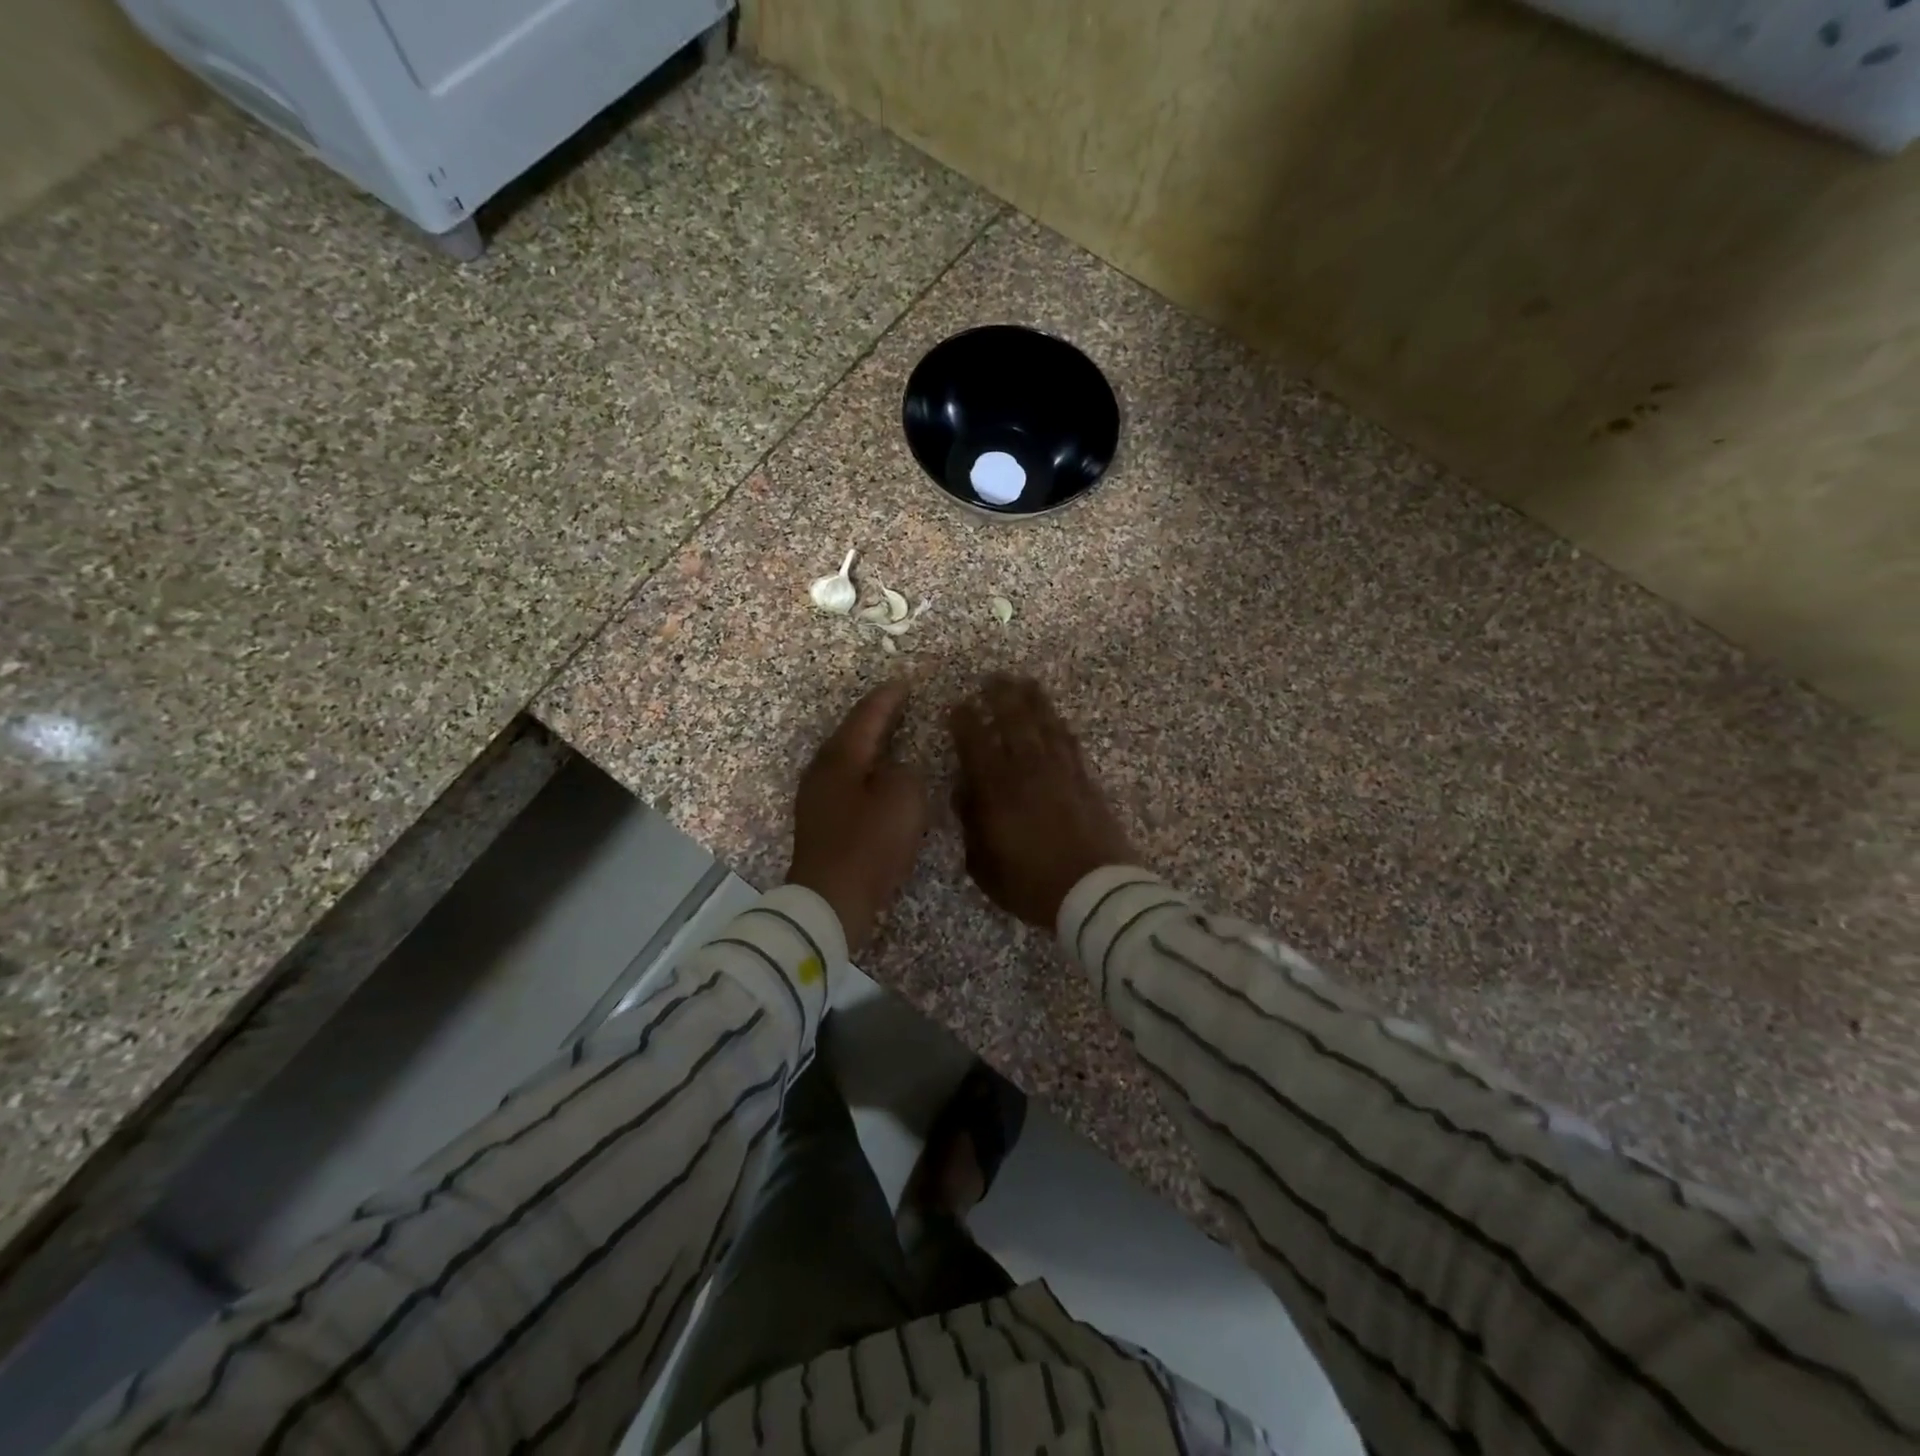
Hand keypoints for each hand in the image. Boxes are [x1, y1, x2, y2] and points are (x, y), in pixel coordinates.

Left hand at [787, 680, 929, 952]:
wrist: (830, 899)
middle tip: (898, 702)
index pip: (867, 717)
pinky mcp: (820, 822)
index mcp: (841, 758)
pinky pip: (847, 782)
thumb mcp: (903, 800)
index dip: (888, 698)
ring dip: (869, 746)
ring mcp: (816, 797)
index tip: (904, 681)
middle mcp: (822, 771)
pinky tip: (878, 780)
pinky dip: (865, 772)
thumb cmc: (869, 845)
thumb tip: (895, 771)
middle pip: (851, 734)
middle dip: (875, 718)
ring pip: (847, 760)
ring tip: (891, 736)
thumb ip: (905, 773)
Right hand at [949, 674, 1139, 927]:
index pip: (976, 743)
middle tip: (991, 677)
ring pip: (1045, 724)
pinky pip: (1070, 742)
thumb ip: (971, 823)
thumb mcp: (984, 865)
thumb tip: (965, 790)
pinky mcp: (1086, 780)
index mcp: (998, 790)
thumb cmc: (1032, 884)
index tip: (957, 705)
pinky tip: (1056, 717)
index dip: (964, 720)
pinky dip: (1060, 725)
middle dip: (1000, 696)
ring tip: (1023, 681)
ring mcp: (1061, 772)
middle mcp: (1029, 771)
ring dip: (1033, 700)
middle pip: (1014, 721)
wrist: (1095, 893)